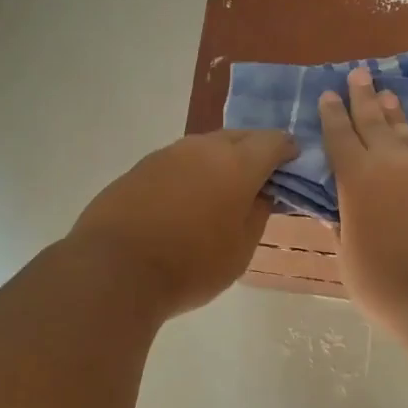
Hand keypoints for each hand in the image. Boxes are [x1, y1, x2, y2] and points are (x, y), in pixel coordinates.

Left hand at [70, 128, 295, 317]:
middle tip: (261, 176)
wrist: (114, 270)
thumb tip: (261, 193)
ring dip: (220, 160)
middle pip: (239, 137)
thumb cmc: (190, 265)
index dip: (288, 150)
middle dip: (255, 151)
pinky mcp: (140, 168)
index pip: (273, 141)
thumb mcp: (240, 250)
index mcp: (237, 164)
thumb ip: (257, 214)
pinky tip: (186, 199)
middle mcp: (203, 148)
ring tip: (223, 188)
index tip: (293, 164)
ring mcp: (167, 154)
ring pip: (205, 147)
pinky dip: (191, 173)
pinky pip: (178, 162)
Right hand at [319, 67, 407, 334]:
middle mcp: (391, 163)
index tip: (327, 94)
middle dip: (362, 97)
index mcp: (356, 181)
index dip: (331, 115)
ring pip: (407, 129)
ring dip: (395, 111)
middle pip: (373, 121)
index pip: (339, 138)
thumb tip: (338, 212)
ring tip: (387, 93)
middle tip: (358, 73)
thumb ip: (344, 229)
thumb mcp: (350, 259)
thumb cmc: (388, 285)